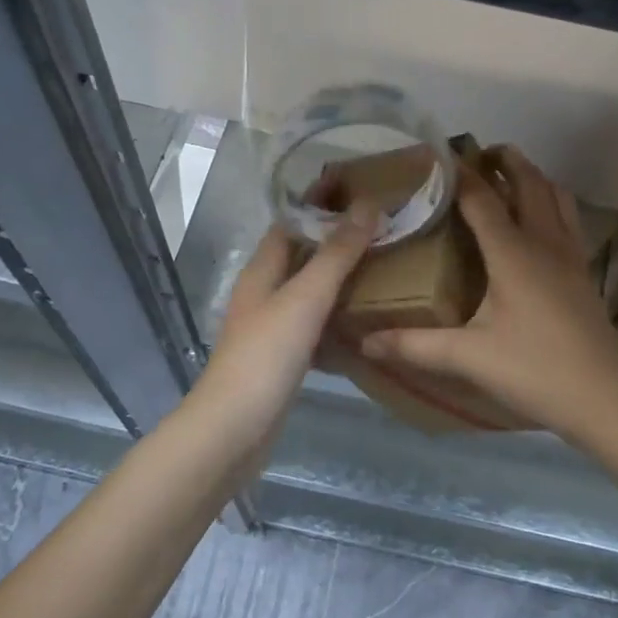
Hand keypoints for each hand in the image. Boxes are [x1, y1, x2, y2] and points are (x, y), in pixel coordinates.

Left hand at [203, 205, 379, 419]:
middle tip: (381, 227)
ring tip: (382, 265)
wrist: (234, 429)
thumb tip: (367, 205)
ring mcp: (272, 326)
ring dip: (339, 276)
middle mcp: (264, 292)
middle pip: (301, 254)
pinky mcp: (283, 357)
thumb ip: (336, 253)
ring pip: (309, 289)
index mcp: (262, 270)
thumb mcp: (305, 297)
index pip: (290, 222)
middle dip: (335, 238)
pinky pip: (315, 323)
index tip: (357, 187)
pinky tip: (365, 319)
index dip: (318, 203)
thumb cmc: (266, 355)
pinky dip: (337, 314)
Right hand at [361, 147, 617, 443]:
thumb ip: (415, 346)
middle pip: (529, 183)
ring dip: (533, 177)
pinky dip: (552, 202)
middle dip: (505, 160)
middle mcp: (545, 242)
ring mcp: (571, 256)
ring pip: (556, 196)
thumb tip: (365, 341)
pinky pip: (569, 219)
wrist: (604, 400)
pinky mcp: (584, 273)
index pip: (482, 198)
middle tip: (478, 154)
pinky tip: (540, 222)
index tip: (437, 155)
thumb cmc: (535, 371)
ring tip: (509, 176)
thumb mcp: (469, 358)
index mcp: (513, 253)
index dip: (459, 173)